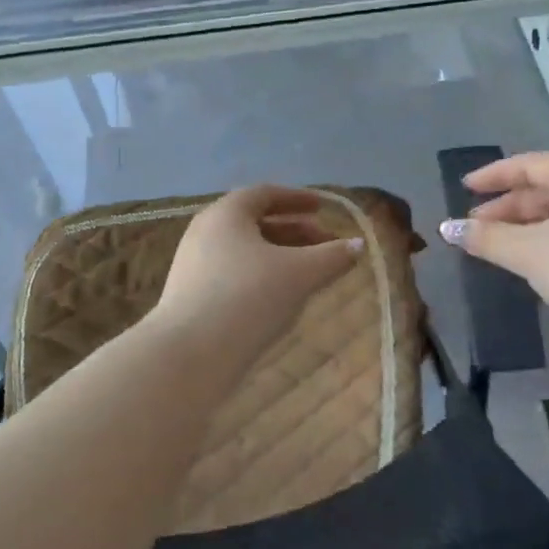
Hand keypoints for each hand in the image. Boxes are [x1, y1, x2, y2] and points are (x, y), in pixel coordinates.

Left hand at [154, 185, 359, 370]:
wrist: (190, 355)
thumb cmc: (248, 298)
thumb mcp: (300, 274)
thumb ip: (332, 256)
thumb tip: (358, 244)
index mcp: (227, 214)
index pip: (265, 194)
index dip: (298, 199)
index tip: (323, 209)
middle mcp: (206, 232)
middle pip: (256, 222)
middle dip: (295, 232)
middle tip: (326, 245)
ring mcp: (195, 265)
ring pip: (246, 251)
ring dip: (280, 256)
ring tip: (309, 274)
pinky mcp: (192, 295)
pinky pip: (234, 274)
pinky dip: (262, 276)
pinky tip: (281, 300)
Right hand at [440, 152, 548, 342]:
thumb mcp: (528, 252)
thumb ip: (487, 238)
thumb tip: (449, 228)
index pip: (529, 163)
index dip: (494, 175)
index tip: (465, 187)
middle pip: (546, 188)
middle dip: (507, 207)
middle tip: (476, 227)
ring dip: (527, 227)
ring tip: (499, 248)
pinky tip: (537, 265)